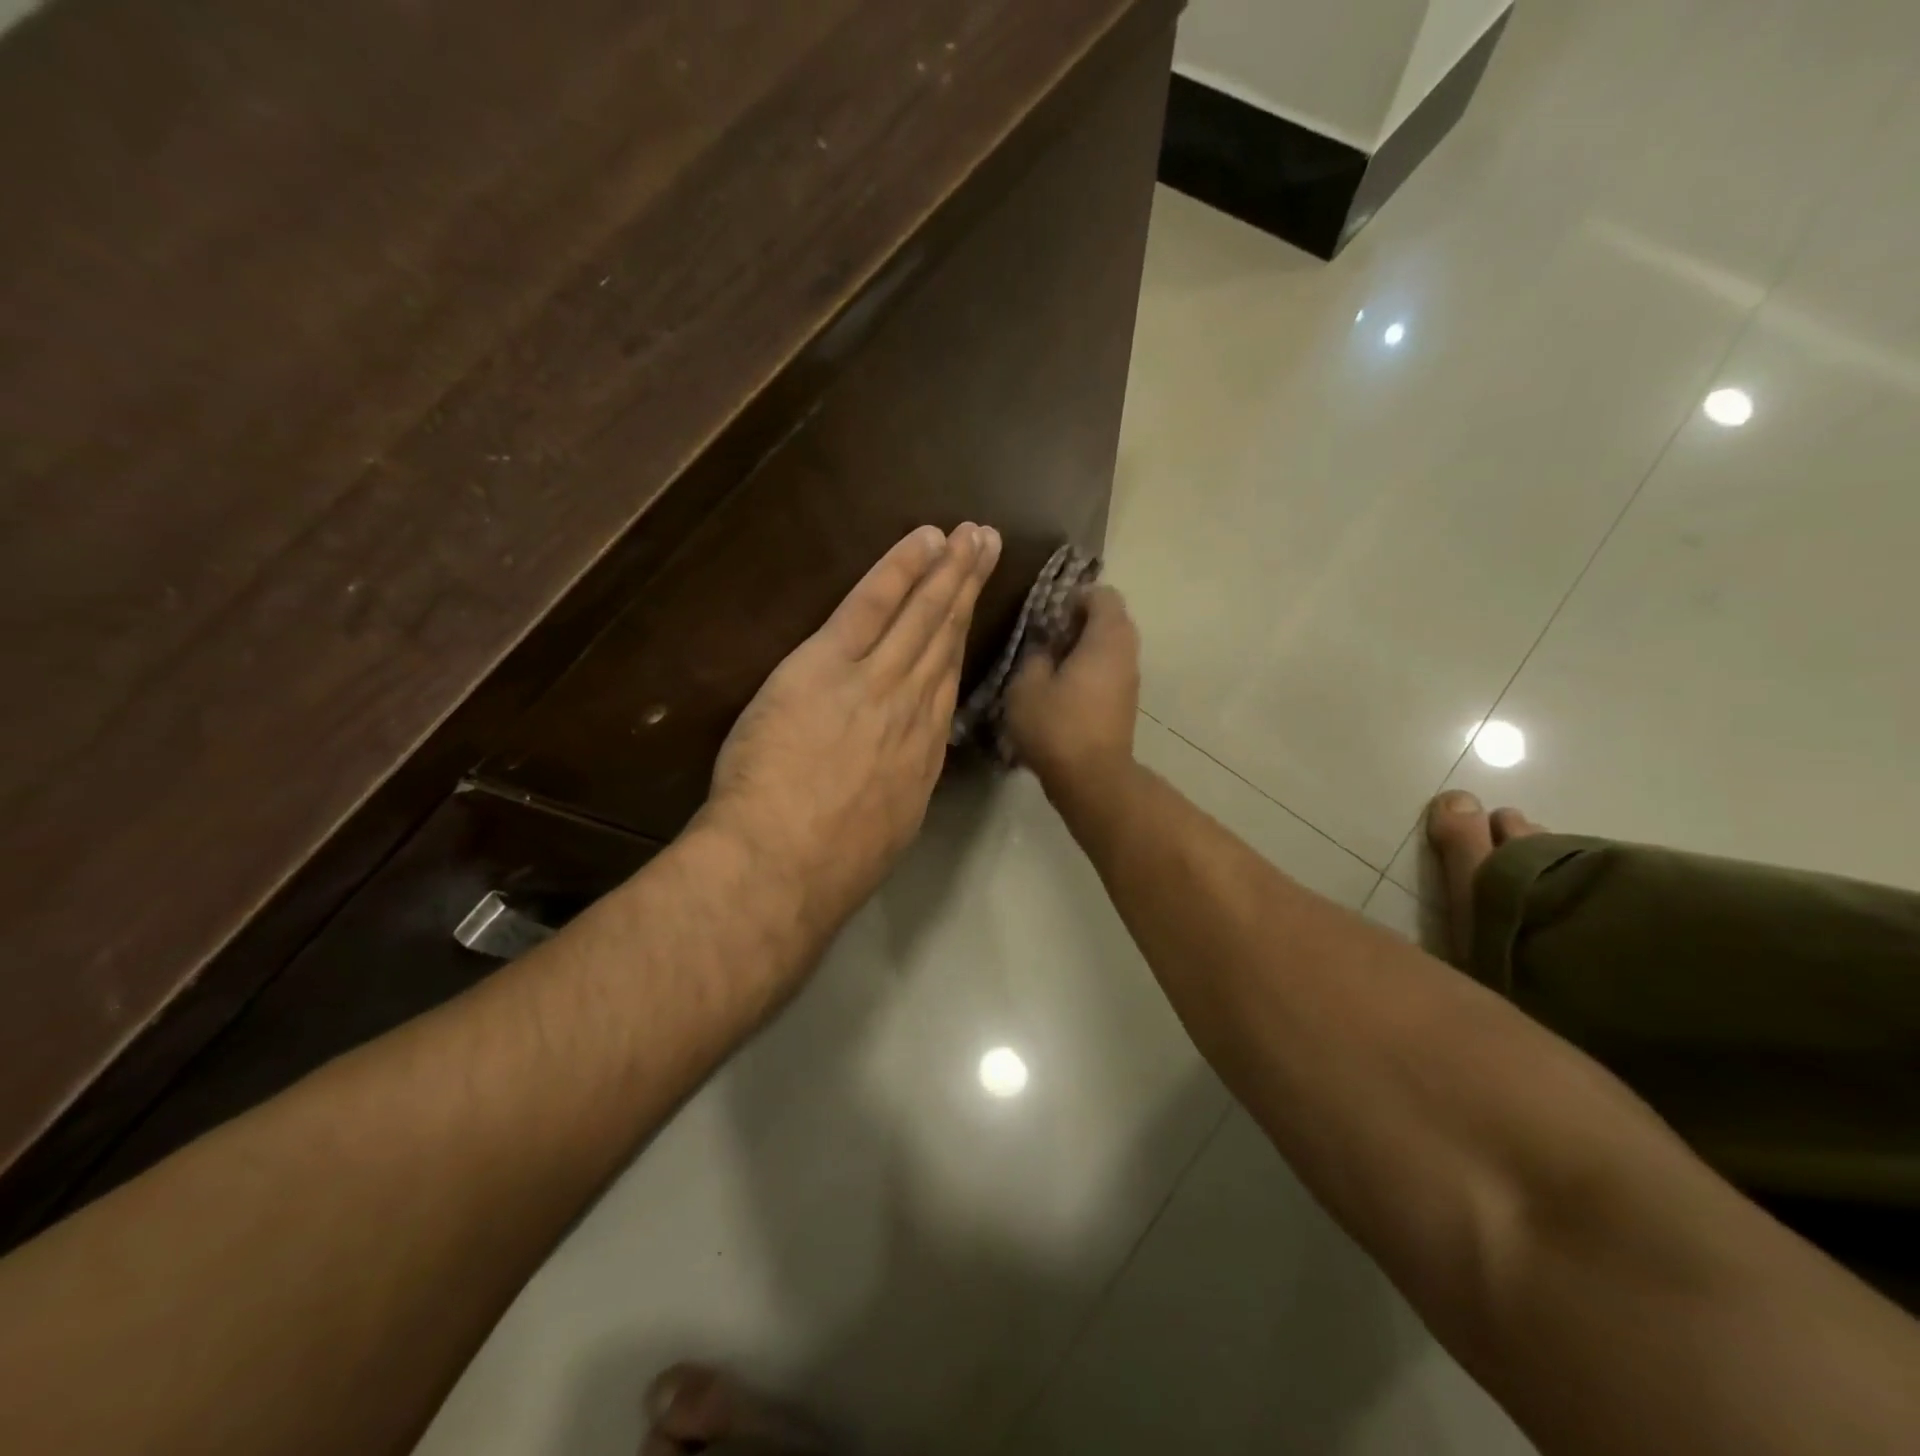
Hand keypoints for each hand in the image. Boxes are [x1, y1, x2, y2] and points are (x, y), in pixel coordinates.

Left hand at [699, 522, 1001, 936]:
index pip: (945, 683)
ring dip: (948, 571)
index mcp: (922, 753)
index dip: (961, 642)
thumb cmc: (831, 864)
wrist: (785, 861)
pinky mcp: (830, 663)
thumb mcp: (888, 831)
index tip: (971, 615)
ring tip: (971, 534)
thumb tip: (902, 771)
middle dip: (967, 590)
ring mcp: (876, 682)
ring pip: (922, 616)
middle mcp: (912, 709)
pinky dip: (901, 570)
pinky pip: (872, 605)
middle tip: (988, 547)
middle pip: (945, 639)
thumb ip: (900, 789)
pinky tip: (924, 540)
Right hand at [1004, 584, 1140, 801]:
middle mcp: (1126, 654)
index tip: (1049, 615)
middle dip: (1079, 623)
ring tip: (1050, 667)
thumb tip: (1044, 648)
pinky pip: (1109, 672)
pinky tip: (1061, 692)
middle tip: (1046, 639)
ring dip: (1083, 650)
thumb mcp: (1026, 685)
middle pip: (1110, 621)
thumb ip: (1035, 656)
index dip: (1075, 597)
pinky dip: (1089, 672)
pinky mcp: (1124, 705)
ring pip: (1110, 649)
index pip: (1103, 595)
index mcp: (1106, 639)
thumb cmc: (1057, 725)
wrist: (1091, 779)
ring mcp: (1129, 681)